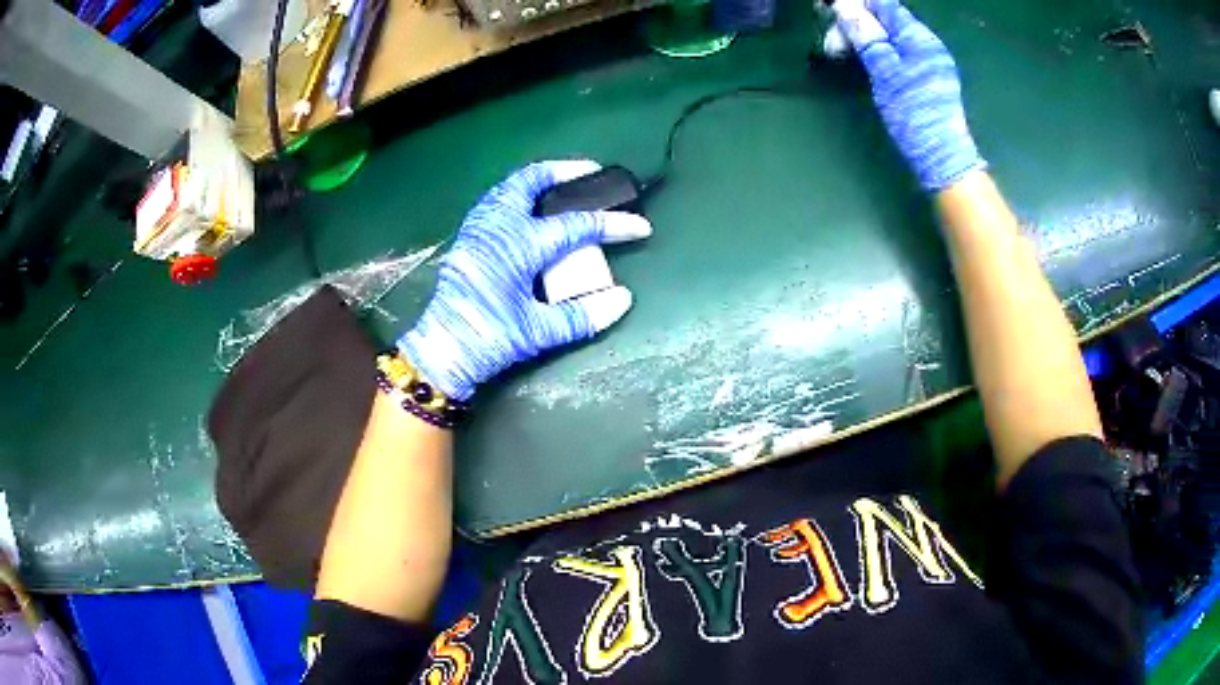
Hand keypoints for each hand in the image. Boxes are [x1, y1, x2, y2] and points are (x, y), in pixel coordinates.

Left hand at [398, 160, 651, 400]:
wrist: (440, 352)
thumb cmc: (488, 340)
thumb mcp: (538, 332)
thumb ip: (582, 315)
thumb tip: (623, 299)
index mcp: (518, 246)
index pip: (576, 226)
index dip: (612, 224)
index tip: (641, 227)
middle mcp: (497, 227)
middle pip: (532, 180)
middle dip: (566, 171)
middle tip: (593, 173)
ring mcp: (478, 229)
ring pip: (510, 186)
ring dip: (539, 179)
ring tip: (563, 184)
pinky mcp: (468, 238)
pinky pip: (496, 200)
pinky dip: (519, 193)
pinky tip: (530, 208)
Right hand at [835, 0, 985, 190]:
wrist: (941, 157)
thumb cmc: (914, 113)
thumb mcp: (885, 72)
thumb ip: (866, 36)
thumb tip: (845, 5)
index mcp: (919, 37)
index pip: (884, 5)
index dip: (856, 5)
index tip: (829, 11)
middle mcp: (926, 44)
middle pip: (885, 20)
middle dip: (855, 24)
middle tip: (831, 42)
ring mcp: (928, 61)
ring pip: (889, 37)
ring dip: (862, 39)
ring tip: (839, 52)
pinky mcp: (925, 78)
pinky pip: (896, 53)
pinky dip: (875, 52)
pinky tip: (862, 61)